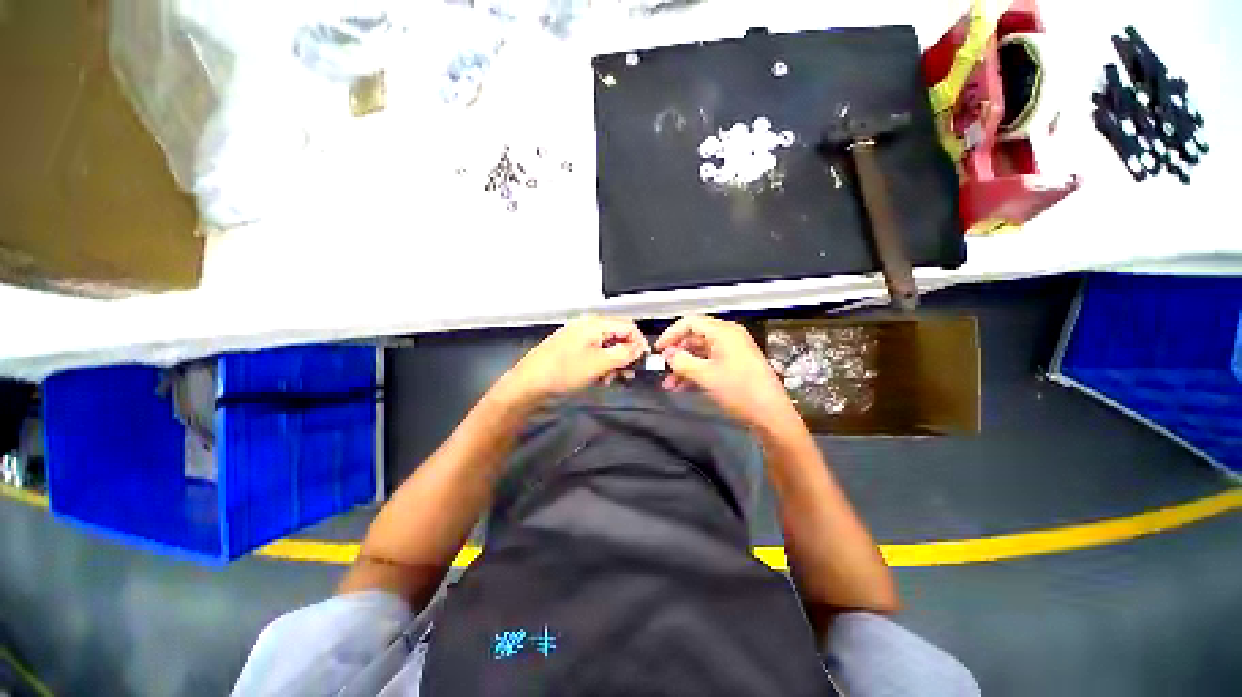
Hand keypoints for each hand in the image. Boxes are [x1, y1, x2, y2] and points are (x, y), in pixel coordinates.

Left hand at [495, 316, 648, 408]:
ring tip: (611, 380)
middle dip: (625, 355)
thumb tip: (639, 348)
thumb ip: (624, 354)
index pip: (628, 326)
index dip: (639, 343)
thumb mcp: (599, 364)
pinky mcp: (571, 349)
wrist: (528, 385)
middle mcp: (587, 326)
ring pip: (606, 346)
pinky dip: (601, 364)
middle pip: (617, 336)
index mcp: (594, 324)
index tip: (643, 363)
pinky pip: (594, 353)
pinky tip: (599, 378)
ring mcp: (577, 337)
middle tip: (626, 375)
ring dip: (614, 363)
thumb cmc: (564, 372)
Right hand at [655, 315, 796, 430]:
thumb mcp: (705, 376)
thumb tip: (667, 354)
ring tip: (669, 385)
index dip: (671, 334)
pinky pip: (709, 363)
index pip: (690, 322)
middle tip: (663, 369)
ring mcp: (733, 352)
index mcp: (724, 332)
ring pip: (700, 353)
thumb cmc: (739, 391)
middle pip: (695, 337)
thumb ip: (682, 362)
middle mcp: (728, 337)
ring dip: (684, 367)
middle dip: (677, 354)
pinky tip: (682, 387)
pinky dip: (695, 373)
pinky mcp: (735, 366)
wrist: (771, 416)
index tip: (658, 350)